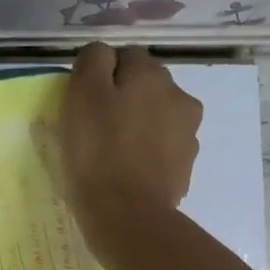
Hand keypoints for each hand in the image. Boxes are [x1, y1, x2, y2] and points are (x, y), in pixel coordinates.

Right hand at [58, 44, 201, 265]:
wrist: (128, 215)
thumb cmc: (97, 151)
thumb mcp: (82, 94)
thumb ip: (93, 61)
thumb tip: (103, 54)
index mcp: (152, 75)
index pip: (125, 56)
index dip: (102, 75)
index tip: (84, 101)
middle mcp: (179, 97)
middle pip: (145, 86)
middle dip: (124, 98)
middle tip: (95, 127)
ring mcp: (187, 134)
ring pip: (156, 118)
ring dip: (138, 126)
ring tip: (112, 153)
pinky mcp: (185, 167)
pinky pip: (161, 150)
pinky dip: (146, 154)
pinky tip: (126, 173)